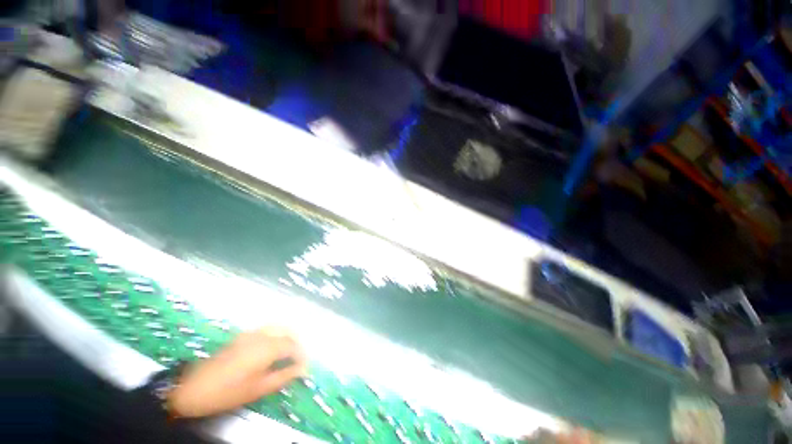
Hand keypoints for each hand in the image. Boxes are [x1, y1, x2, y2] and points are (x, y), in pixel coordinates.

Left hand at [168, 327, 307, 417]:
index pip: (293, 346)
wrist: (193, 388)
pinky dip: (275, 335)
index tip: (305, 366)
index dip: (301, 355)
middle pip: (287, 332)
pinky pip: (266, 330)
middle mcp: (262, 335)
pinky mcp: (241, 336)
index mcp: (268, 347)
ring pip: (277, 328)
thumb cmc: (228, 392)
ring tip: (288, 352)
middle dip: (296, 343)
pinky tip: (271, 348)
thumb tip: (303, 369)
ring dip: (286, 337)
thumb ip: (284, 376)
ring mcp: (250, 333)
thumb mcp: (259, 388)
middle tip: (298, 358)